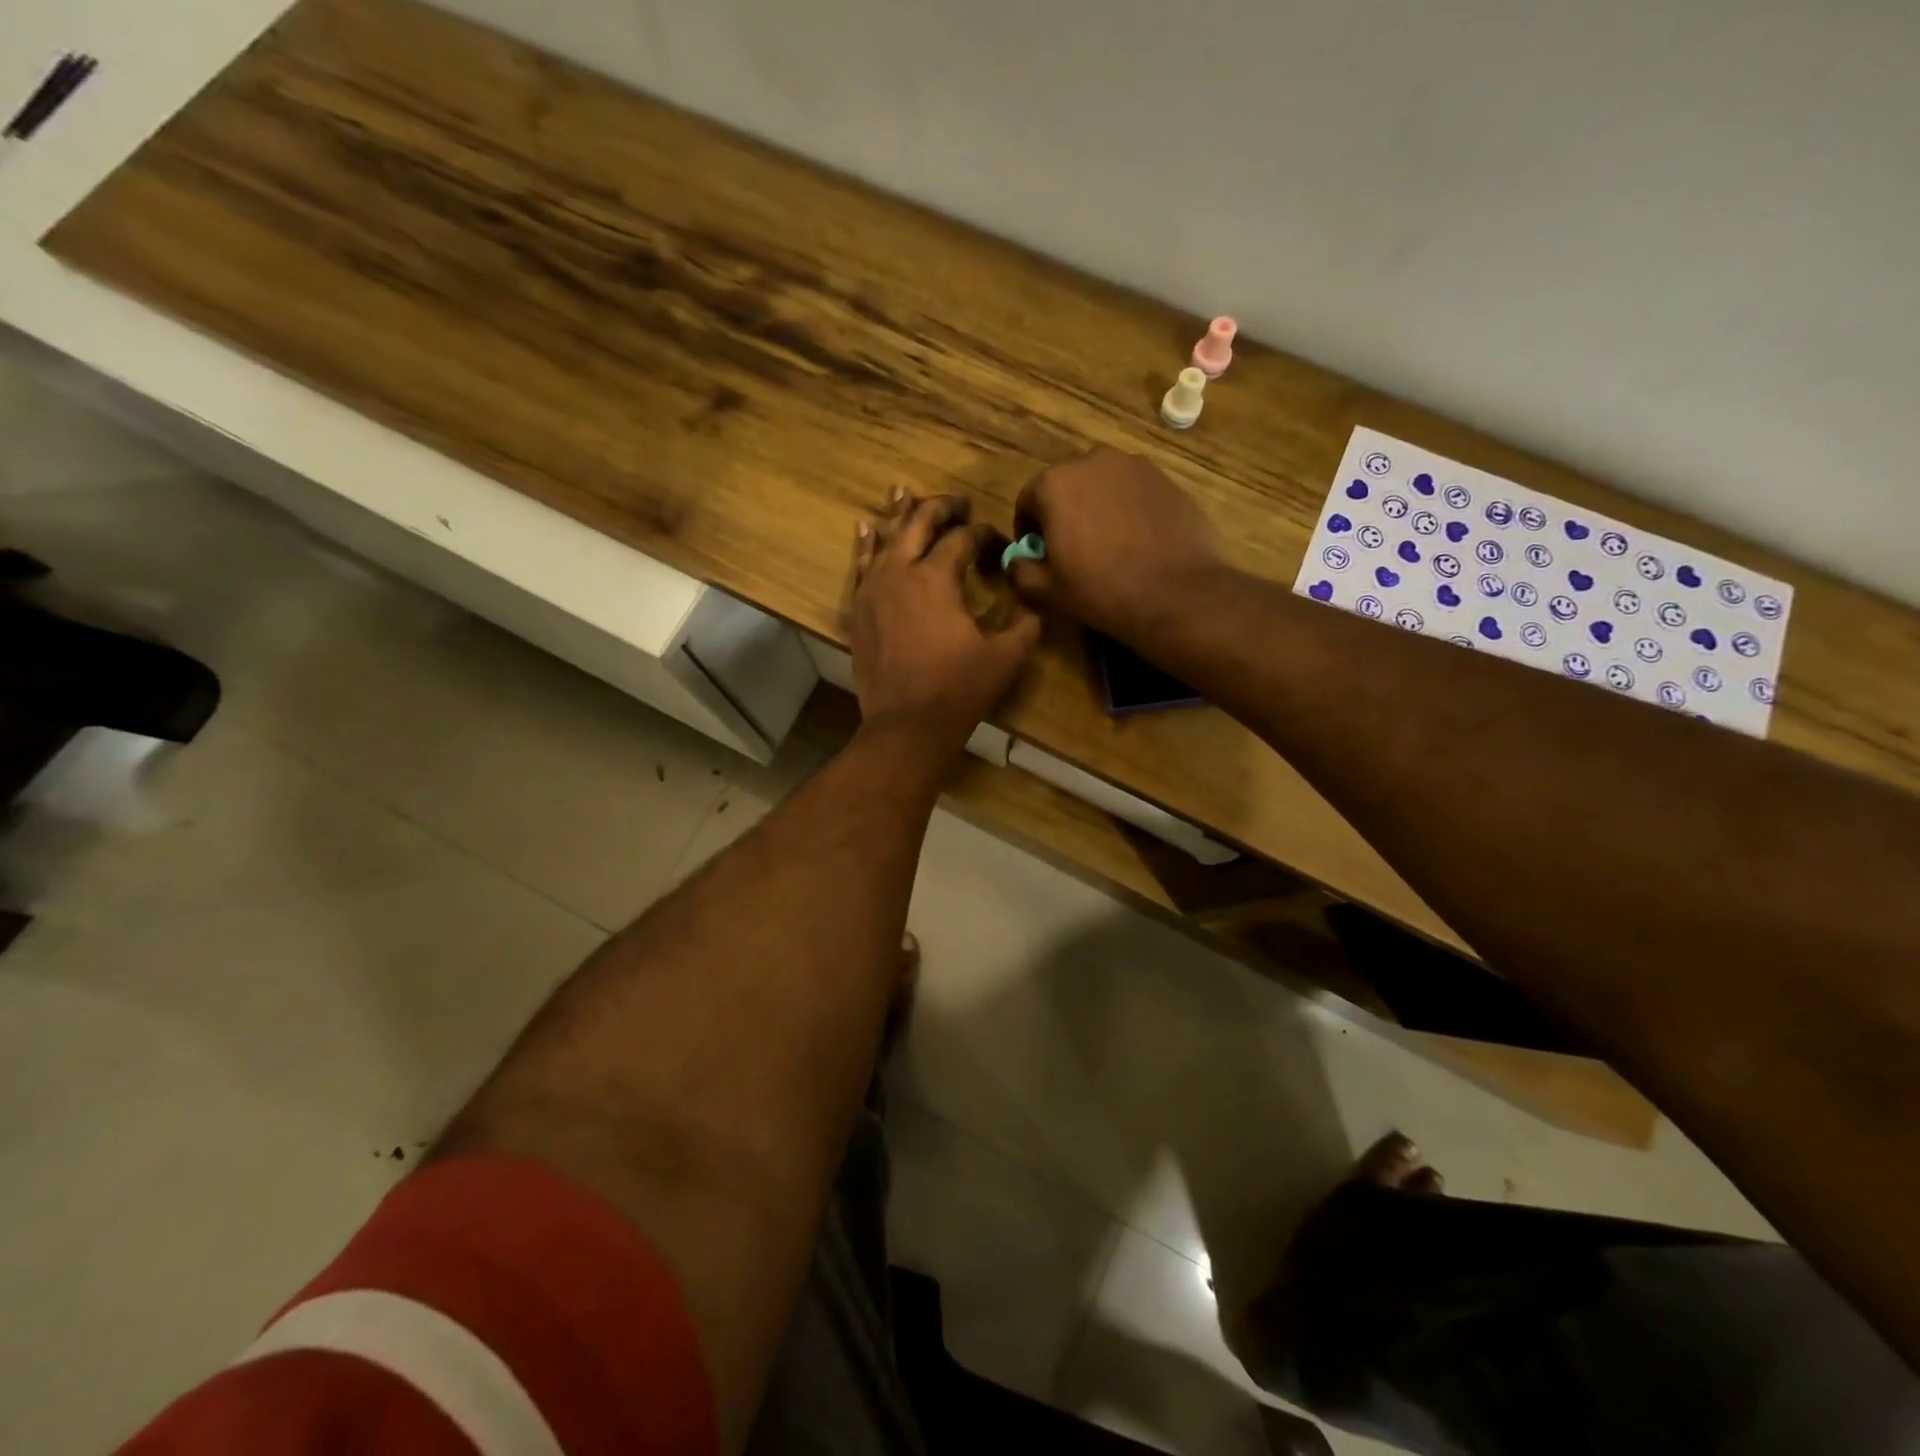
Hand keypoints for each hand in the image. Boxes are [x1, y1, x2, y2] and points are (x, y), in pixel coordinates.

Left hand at [851, 490, 1040, 747]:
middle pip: (918, 523)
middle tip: (958, 503)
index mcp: (936, 577)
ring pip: (885, 539)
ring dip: (899, 514)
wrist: (906, 726)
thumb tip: (1035, 605)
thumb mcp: (1005, 657)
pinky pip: (860, 566)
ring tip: (903, 492)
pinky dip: (866, 546)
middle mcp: (900, 572)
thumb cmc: (958, 690)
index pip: (962, 539)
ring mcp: (872, 590)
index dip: (984, 535)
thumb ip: (1024, 625)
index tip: (998, 544)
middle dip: (941, 508)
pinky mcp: (859, 611)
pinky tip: (866, 530)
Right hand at [1007, 447, 1226, 646]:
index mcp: (1054, 484)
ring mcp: (1134, 466)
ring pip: (1102, 485)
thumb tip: (1016, 560)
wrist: (1177, 594)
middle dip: (1064, 513)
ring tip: (1108, 543)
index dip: (1029, 530)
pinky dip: (1128, 508)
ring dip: (1097, 507)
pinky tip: (1137, 540)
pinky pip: (1134, 491)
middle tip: (1074, 549)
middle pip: (1066, 486)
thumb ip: (1021, 569)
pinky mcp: (1166, 478)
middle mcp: (1092, 461)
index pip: (1027, 501)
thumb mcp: (1048, 590)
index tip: (1039, 555)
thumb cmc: (1102, 591)